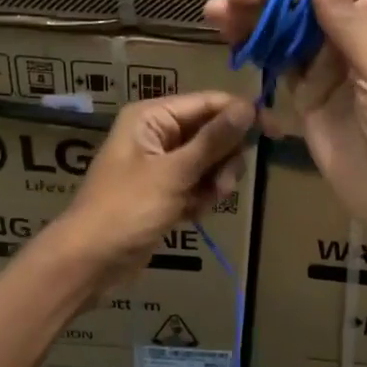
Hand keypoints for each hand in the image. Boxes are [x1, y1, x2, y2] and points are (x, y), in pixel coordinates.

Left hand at [50, 91, 253, 283]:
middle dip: (223, 160)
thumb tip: (249, 106)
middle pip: (214, 133)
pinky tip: (190, 215)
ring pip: (210, 162)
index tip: (276, 132)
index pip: (210, 103)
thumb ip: (213, 140)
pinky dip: (201, 198)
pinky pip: (199, 184)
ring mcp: (162, 164)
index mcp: (153, 117)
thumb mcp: (173, 173)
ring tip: (201, 203)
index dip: (243, 115)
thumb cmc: (126, 210)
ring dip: (214, 183)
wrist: (90, 262)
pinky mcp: (166, 191)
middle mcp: (158, 133)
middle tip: (220, 185)